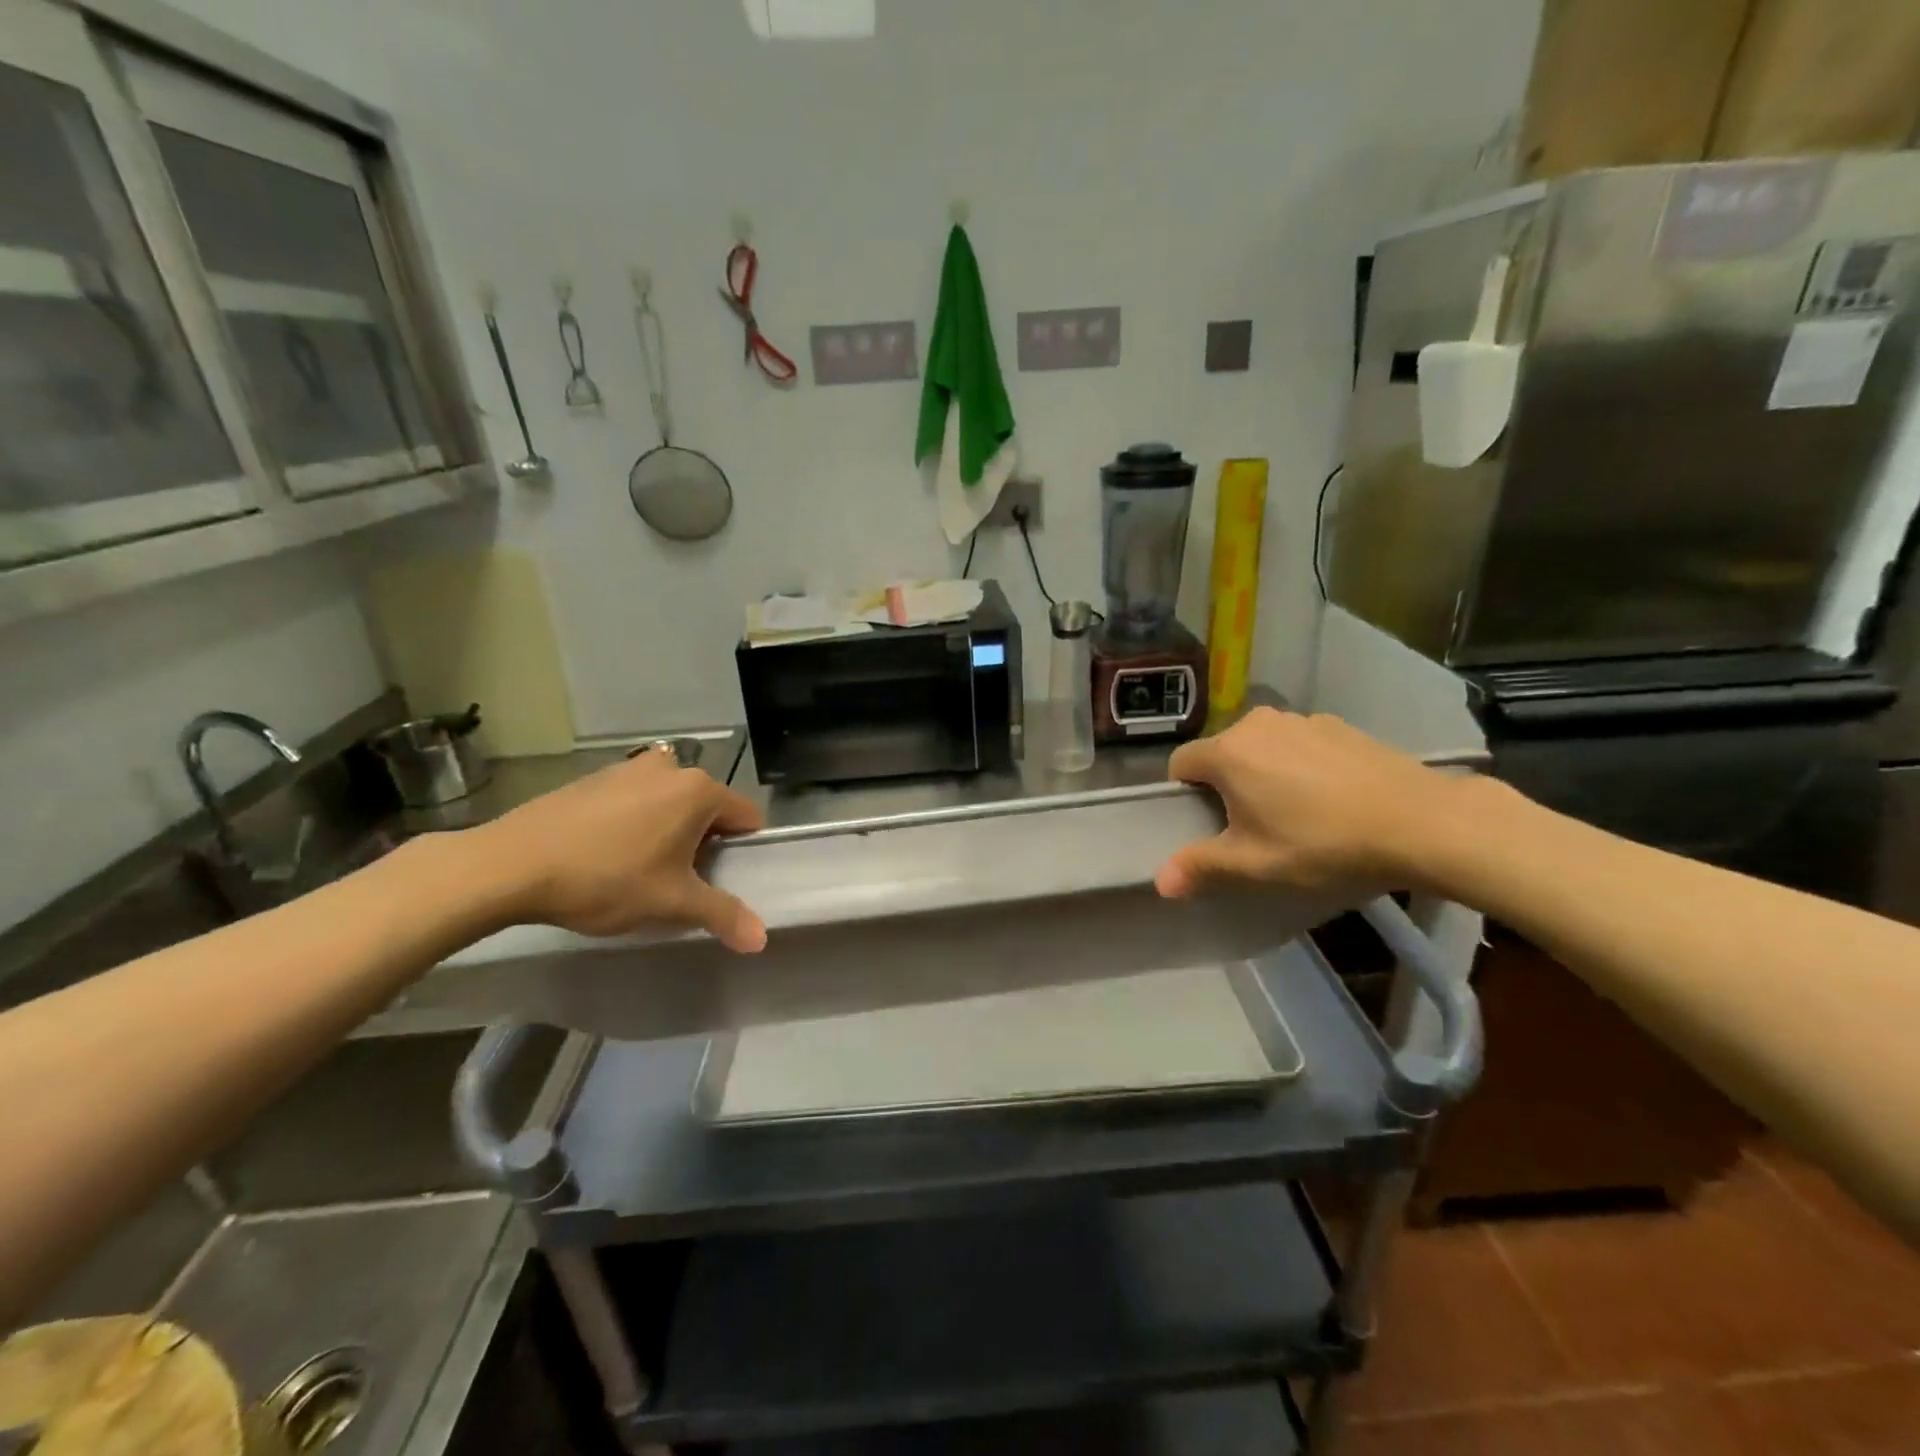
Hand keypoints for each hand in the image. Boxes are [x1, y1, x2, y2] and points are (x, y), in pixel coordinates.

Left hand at [472, 746, 767, 948]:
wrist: (510, 865)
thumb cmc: (606, 879)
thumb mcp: (671, 903)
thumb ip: (722, 915)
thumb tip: (761, 940)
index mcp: (699, 790)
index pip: (746, 818)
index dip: (742, 852)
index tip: (720, 880)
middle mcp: (670, 768)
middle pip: (708, 810)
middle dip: (702, 843)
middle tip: (678, 882)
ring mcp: (628, 768)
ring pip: (670, 804)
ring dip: (668, 832)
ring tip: (641, 871)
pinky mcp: (594, 778)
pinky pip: (635, 800)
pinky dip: (635, 823)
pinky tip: (607, 855)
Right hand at [1156, 708, 1468, 897]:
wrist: (1421, 822)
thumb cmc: (1322, 844)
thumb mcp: (1254, 865)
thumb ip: (1200, 867)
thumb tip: (1159, 881)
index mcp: (1228, 752)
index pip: (1180, 764)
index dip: (1186, 797)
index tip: (1212, 826)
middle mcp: (1258, 723)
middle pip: (1223, 754)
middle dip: (1228, 785)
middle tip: (1255, 826)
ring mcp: (1303, 719)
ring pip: (1263, 747)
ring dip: (1265, 772)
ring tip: (1299, 812)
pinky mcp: (1340, 725)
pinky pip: (1300, 744)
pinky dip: (1302, 765)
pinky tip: (1333, 798)